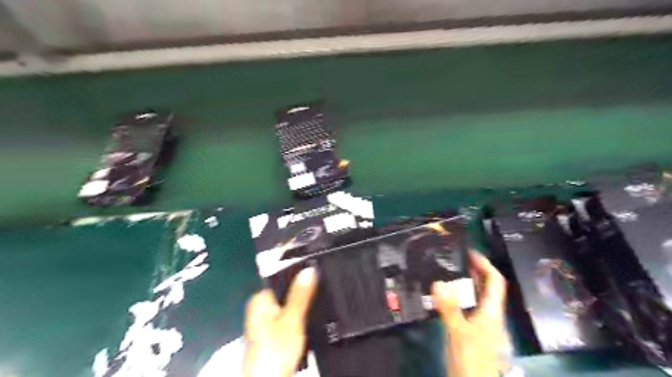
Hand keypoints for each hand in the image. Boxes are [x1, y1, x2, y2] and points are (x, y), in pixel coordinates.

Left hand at [243, 266, 317, 376]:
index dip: (301, 276)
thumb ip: (300, 294)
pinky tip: (309, 320)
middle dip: (303, 294)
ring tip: (318, 304)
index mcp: (260, 299)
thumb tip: (309, 270)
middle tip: (321, 291)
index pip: (282, 278)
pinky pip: (290, 318)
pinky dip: (299, 318)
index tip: (318, 274)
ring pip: (290, 306)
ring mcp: (267, 322)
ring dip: (303, 307)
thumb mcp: (292, 319)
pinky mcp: (273, 334)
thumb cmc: (275, 350)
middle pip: (287, 293)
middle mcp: (261, 308)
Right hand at [433, 250, 506, 376]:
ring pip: (478, 298)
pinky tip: (448, 296)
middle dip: (476, 271)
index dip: (486, 264)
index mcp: (492, 312)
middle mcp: (490, 316)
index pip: (495, 282)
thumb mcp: (459, 332)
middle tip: (458, 258)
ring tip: (451, 272)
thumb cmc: (471, 359)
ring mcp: (483, 325)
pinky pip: (469, 307)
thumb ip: (449, 308)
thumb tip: (438, 282)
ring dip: (468, 283)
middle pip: (488, 288)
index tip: (470, 252)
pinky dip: (460, 297)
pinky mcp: (474, 331)